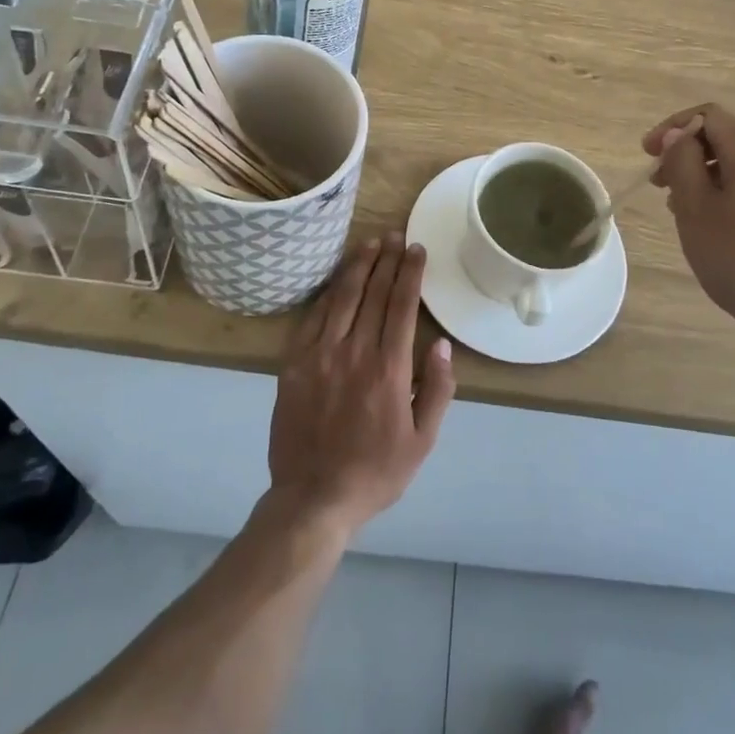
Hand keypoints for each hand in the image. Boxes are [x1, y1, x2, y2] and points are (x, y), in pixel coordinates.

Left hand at [267, 234, 454, 534]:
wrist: (313, 498)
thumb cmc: (375, 471)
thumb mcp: (422, 440)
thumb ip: (438, 389)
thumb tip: (442, 344)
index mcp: (389, 369)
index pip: (402, 305)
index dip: (410, 272)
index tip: (416, 249)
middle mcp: (354, 352)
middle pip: (373, 293)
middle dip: (387, 260)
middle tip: (395, 236)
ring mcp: (319, 355)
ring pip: (341, 298)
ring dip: (357, 267)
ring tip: (368, 244)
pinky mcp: (292, 364)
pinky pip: (311, 318)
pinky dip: (326, 294)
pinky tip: (335, 281)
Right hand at [644, 105, 734, 356]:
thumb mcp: (696, 208)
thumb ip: (680, 162)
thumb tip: (675, 136)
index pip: (708, 115)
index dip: (671, 128)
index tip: (647, 156)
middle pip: (726, 139)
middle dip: (687, 156)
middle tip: (661, 188)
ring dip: (707, 179)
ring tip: (686, 214)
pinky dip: (731, 195)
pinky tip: (720, 230)